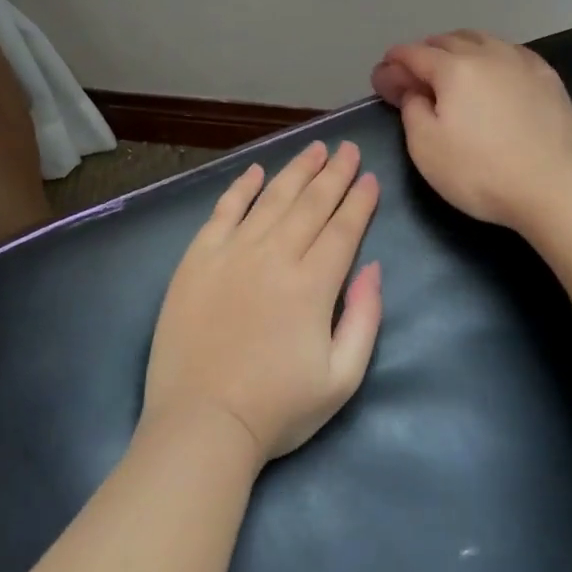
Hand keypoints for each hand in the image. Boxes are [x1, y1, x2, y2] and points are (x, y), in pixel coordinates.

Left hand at [142, 140, 382, 462]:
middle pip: (311, 203)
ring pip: (271, 198)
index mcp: (313, 284)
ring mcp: (232, 253)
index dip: (359, 200)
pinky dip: (241, 188)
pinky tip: (255, 171)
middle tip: (347, 148)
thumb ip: (364, 317)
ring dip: (296, 170)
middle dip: (334, 173)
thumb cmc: (277, 409)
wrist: (202, 423)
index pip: (343, 228)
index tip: (370, 177)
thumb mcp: (342, 378)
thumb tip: (373, 268)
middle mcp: (274, 256)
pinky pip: (223, 211)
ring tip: (314, 149)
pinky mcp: (197, 259)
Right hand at [372, 30, 571, 229]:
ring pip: (483, 40)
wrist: (551, 188)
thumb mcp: (425, 147)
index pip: (414, 53)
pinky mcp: (548, 78)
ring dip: (460, 48)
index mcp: (454, 68)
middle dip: (425, 52)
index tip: (383, 75)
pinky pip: (512, 53)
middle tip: (415, 74)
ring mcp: (523, 63)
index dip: (394, 62)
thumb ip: (411, 109)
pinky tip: (494, 72)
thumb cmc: (478, 171)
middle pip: (448, 40)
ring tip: (452, 67)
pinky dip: (493, 56)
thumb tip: (412, 89)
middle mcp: (488, 54)